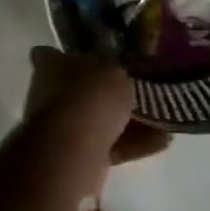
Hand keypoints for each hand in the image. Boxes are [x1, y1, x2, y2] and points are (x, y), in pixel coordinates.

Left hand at [24, 47, 169, 181]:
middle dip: (104, 94)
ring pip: (95, 121)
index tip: (91, 60)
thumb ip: (115, 70)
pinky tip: (161, 141)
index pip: (49, 55)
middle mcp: (48, 94)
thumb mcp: (114, 70)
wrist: (75, 146)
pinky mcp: (74, 155)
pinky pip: (107, 146)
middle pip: (78, 90)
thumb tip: (114, 74)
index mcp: (50, 66)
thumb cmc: (91, 95)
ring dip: (125, 123)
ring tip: (159, 121)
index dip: (66, 56)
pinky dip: (130, 144)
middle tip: (137, 92)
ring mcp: (59, 127)